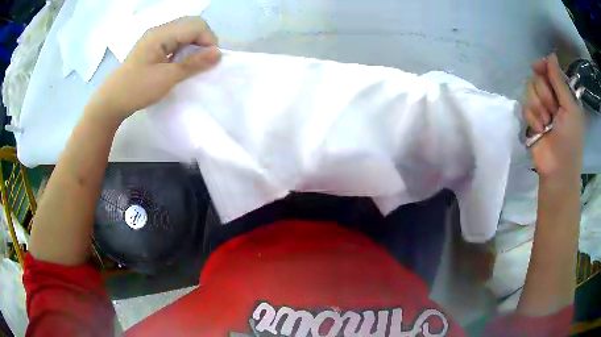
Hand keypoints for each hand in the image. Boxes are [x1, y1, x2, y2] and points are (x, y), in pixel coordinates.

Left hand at [88, 17, 220, 121]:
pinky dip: (183, 48)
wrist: (111, 101)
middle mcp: (159, 30)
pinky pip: (175, 40)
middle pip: (191, 25)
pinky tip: (180, 62)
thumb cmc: (137, 89)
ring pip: (184, 32)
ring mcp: (155, 37)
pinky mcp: (153, 46)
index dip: (208, 40)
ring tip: (191, 63)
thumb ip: (193, 64)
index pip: (196, 25)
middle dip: (203, 41)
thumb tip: (219, 54)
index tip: (209, 60)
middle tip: (202, 61)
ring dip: (193, 45)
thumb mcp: (167, 78)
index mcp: (161, 34)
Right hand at [523, 54, 583, 184]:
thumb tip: (551, 55)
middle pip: (537, 78)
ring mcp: (541, 108)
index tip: (538, 68)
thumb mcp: (570, 109)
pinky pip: (524, 106)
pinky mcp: (531, 118)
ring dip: (538, 107)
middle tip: (552, 111)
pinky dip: (532, 118)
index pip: (550, 70)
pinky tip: (539, 130)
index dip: (543, 67)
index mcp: (563, 94)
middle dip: (543, 94)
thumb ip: (560, 82)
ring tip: (546, 123)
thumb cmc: (569, 140)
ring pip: (529, 90)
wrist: (557, 170)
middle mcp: (552, 97)